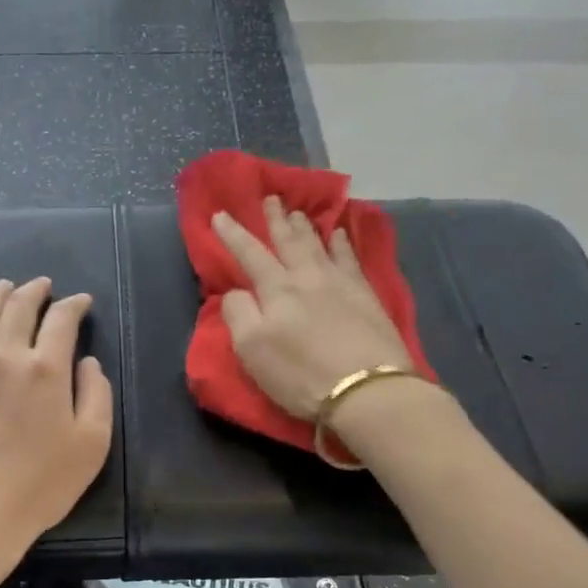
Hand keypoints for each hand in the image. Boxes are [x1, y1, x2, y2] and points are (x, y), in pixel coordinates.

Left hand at [0, 276, 113, 587]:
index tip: (82, 302)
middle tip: (42, 284)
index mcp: (47, 369)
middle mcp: (8, 359)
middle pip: (18, 309)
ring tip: (3, 285)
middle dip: (34, 291)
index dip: (74, 305)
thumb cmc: (42, 483)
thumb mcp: (92, 443)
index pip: (61, 320)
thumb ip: (96, 394)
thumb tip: (86, 362)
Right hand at [211, 197, 424, 419]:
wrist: (366, 389)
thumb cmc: (300, 374)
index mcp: (276, 290)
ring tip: (298, 212)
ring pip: (319, 245)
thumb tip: (237, 291)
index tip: (220, 215)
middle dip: (276, 220)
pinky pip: (351, 258)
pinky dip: (342, 243)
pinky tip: (340, 234)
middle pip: (288, 241)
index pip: (249, 254)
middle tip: (271, 198)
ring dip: (305, 227)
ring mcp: (340, 284)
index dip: (233, 235)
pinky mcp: (366, 296)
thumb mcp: (252, 349)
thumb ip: (238, 314)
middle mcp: (307, 277)